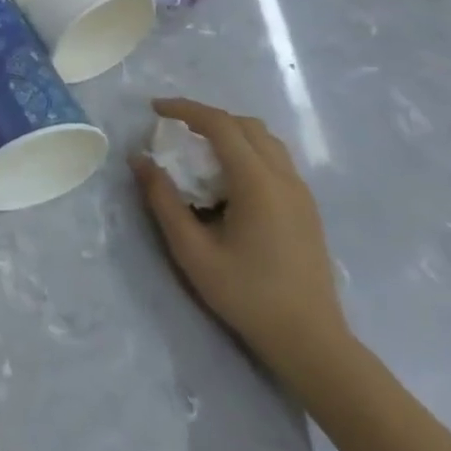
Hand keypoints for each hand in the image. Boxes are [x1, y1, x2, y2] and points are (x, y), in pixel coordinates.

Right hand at [130, 98, 349, 380]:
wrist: (310, 341)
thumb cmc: (247, 295)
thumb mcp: (192, 251)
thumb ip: (163, 200)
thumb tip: (139, 160)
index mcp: (257, 182)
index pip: (220, 124)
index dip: (185, 109)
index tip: (155, 109)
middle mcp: (284, 177)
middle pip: (245, 125)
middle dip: (207, 117)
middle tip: (174, 128)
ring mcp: (301, 192)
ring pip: (265, 140)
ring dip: (230, 132)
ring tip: (199, 149)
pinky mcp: (306, 208)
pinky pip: (275, 159)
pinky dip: (247, 150)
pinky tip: (227, 178)